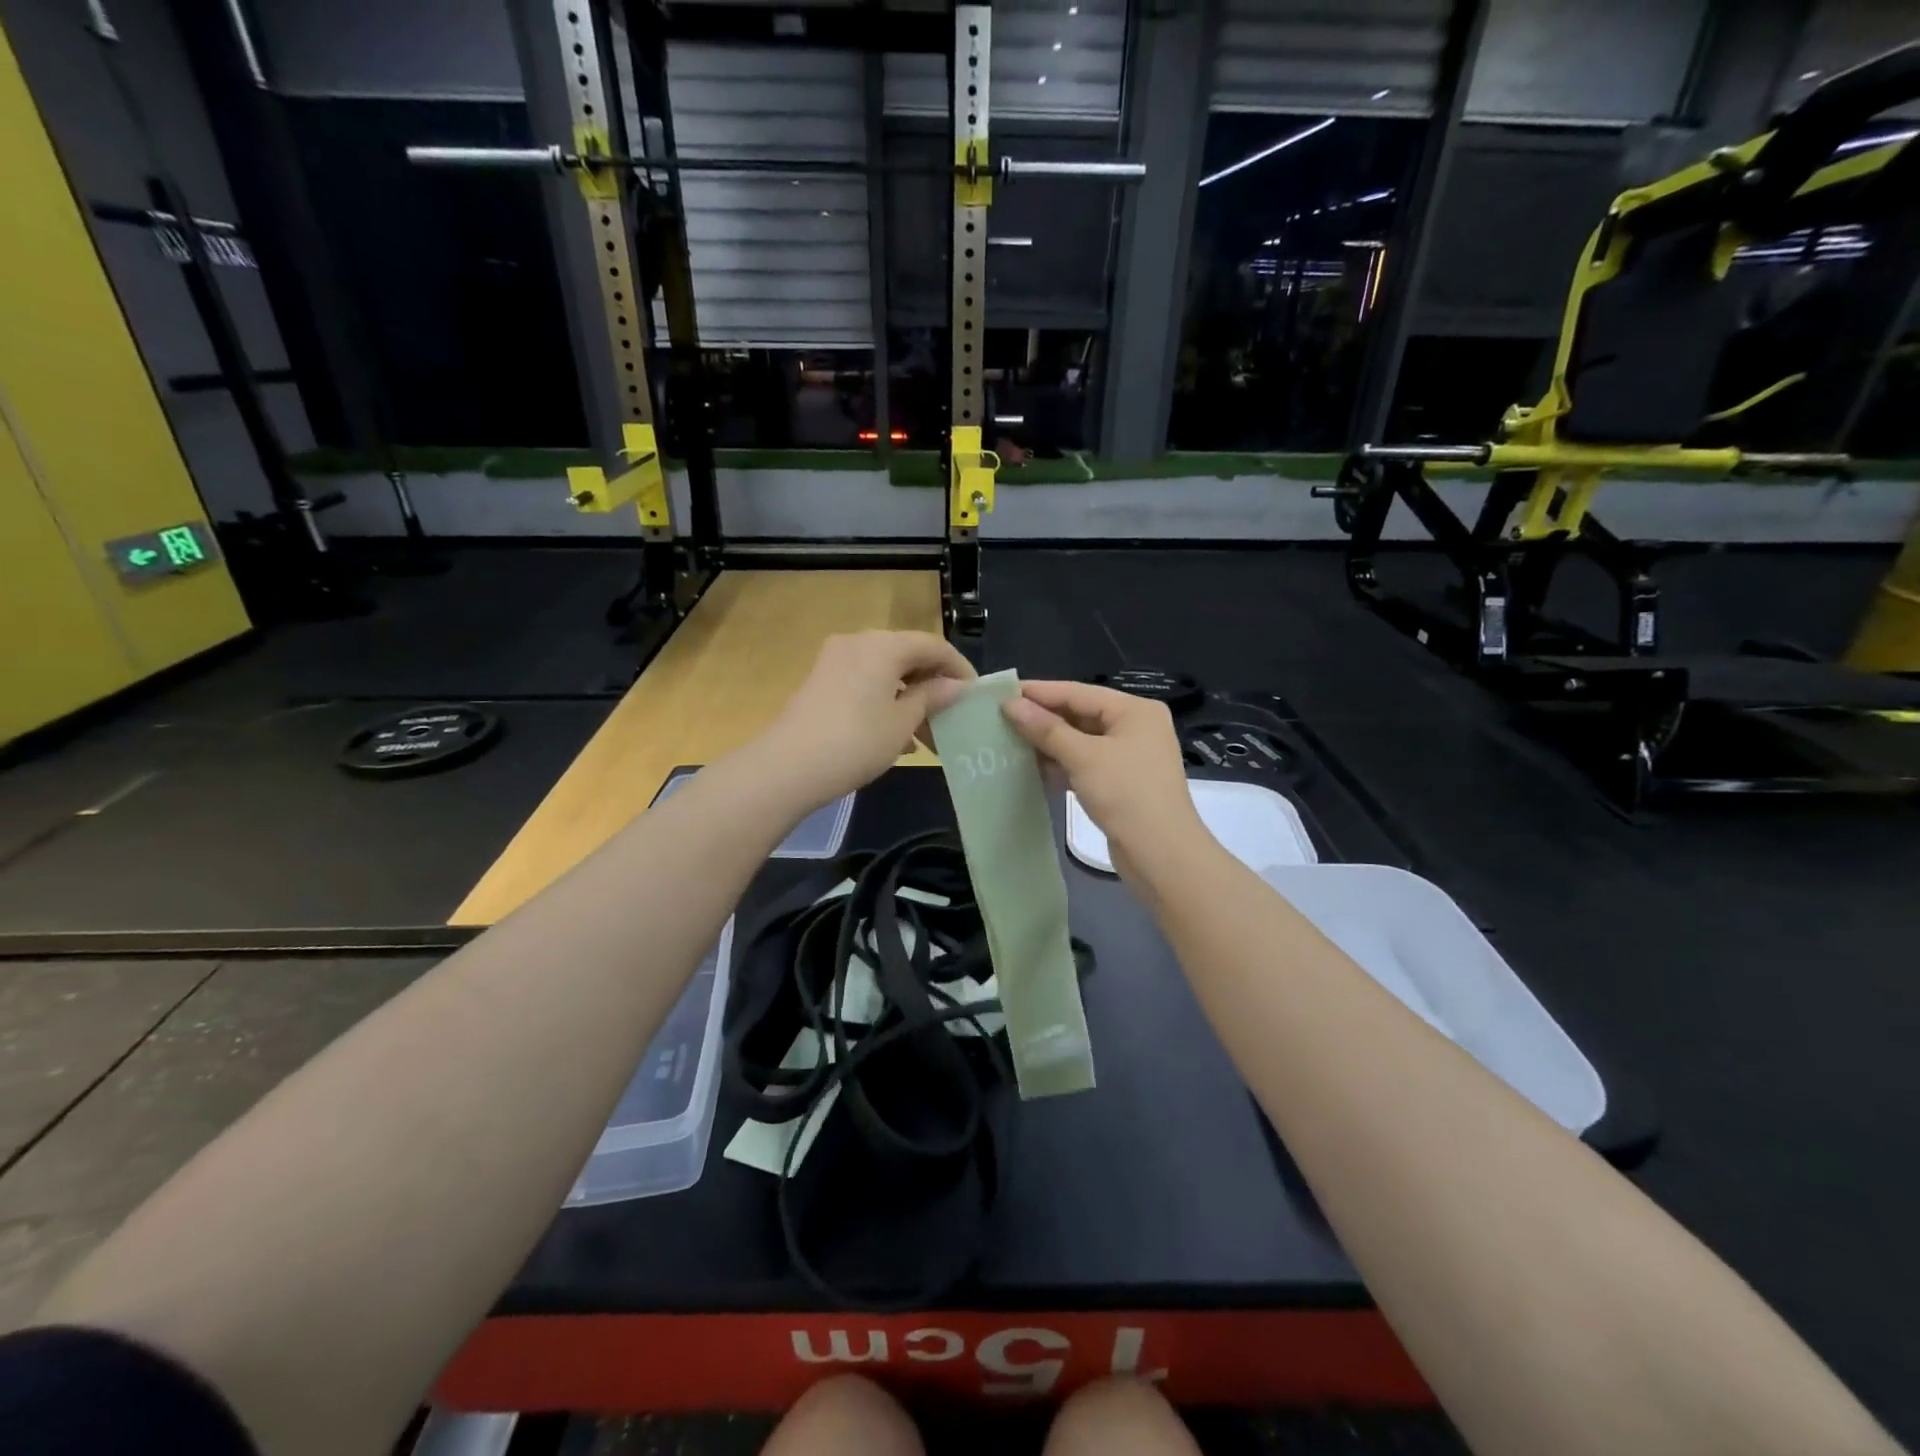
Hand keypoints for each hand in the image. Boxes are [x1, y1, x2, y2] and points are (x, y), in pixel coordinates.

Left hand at [756, 631, 974, 807]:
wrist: (788, 767)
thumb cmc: (857, 741)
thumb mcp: (903, 722)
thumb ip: (932, 697)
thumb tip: (954, 685)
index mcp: (884, 645)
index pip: (933, 645)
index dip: (959, 668)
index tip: (976, 694)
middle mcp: (858, 642)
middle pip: (907, 656)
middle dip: (932, 687)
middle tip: (951, 718)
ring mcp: (834, 661)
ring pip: (885, 673)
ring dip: (909, 699)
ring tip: (926, 737)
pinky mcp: (820, 682)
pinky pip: (864, 684)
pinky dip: (885, 702)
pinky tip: (895, 738)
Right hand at [1002, 681, 1205, 876]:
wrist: (1161, 854)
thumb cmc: (1126, 794)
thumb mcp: (1083, 757)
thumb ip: (1046, 729)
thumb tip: (1011, 704)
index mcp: (1134, 710)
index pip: (1078, 692)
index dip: (1040, 692)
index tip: (1002, 692)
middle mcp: (1135, 727)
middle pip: (1080, 714)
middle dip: (1042, 718)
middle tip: (1001, 718)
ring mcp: (1129, 756)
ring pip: (1081, 740)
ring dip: (1049, 742)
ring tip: (1009, 741)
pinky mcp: (1121, 782)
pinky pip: (1085, 763)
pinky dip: (1061, 763)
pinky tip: (1032, 767)